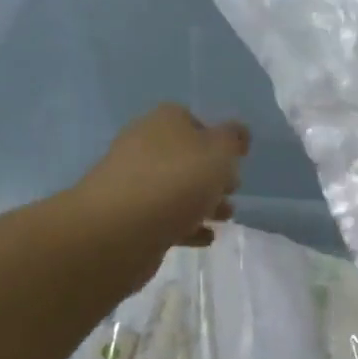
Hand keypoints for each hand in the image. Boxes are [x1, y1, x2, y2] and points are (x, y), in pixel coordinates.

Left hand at [73, 105, 248, 270]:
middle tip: (233, 190)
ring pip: (175, 189)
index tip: (235, 160)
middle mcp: (144, 146)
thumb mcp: (219, 152)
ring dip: (202, 202)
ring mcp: (132, 183)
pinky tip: (205, 237)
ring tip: (225, 218)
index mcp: (164, 121)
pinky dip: (186, 225)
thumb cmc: (177, 180)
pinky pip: (164, 217)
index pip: (192, 121)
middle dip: (211, 174)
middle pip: (185, 157)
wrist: (120, 229)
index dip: (216, 139)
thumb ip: (233, 139)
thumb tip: (237, 132)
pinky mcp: (128, 217)